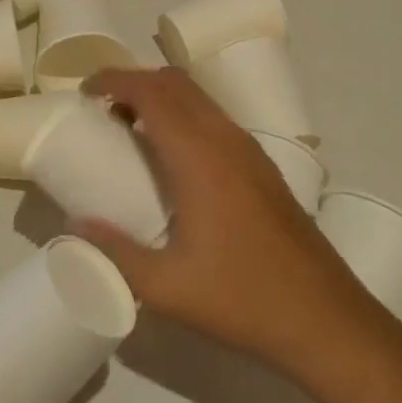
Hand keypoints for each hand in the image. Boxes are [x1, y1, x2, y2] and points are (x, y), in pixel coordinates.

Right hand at [74, 67, 401, 402]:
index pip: (152, 92)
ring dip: (162, 98)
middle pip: (176, 83)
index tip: (83, 92)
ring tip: (129, 129)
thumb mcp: (165, 285)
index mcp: (200, 158)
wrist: (326, 322)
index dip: (114, 80)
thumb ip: (114, 251)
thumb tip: (74, 225)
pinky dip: (184, 116)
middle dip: (134, 82)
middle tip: (101, 109)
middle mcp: (227, 141)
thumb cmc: (241, 299)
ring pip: (200, 99)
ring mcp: (251, 153)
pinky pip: (215, 120)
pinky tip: (172, 158)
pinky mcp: (264, 169)